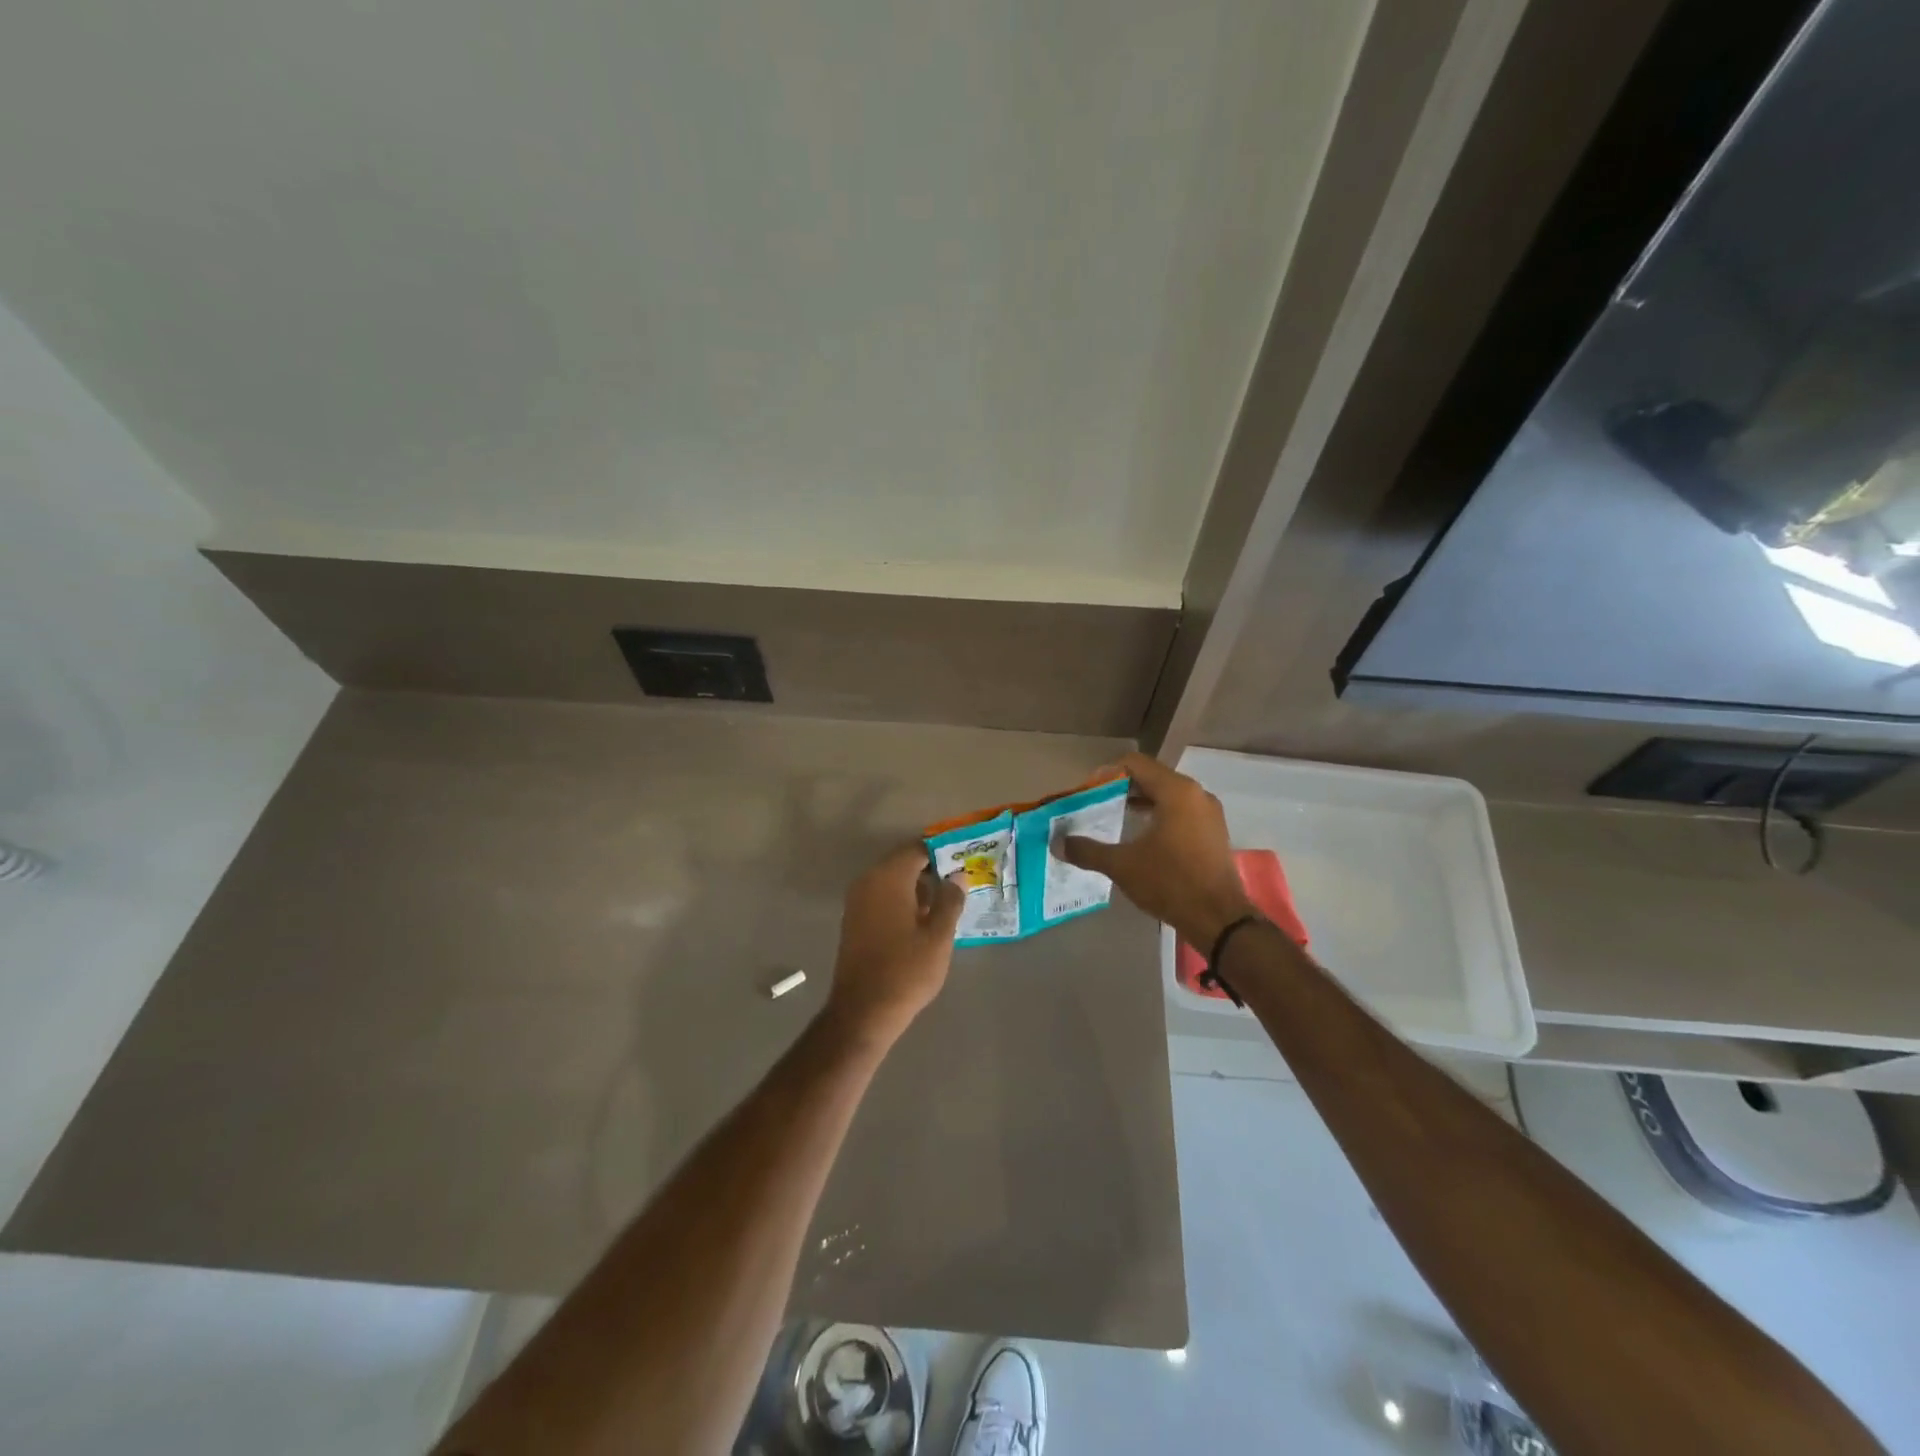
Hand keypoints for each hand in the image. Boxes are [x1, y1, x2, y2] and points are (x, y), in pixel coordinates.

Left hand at [825, 843, 964, 1048]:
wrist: (863, 1011)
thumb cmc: (906, 970)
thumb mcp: (939, 936)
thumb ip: (950, 900)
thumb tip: (957, 875)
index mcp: (889, 878)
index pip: (917, 849)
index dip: (942, 852)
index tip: (964, 860)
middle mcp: (868, 881)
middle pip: (903, 863)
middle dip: (931, 869)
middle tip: (960, 882)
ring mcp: (857, 901)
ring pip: (892, 881)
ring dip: (917, 887)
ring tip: (947, 902)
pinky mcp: (854, 920)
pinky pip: (882, 897)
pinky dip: (902, 900)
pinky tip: (923, 919)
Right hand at [1060, 752, 1253, 948]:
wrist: (1219, 919)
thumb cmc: (1170, 882)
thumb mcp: (1122, 865)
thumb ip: (1087, 850)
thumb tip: (1057, 843)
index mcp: (1176, 791)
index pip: (1135, 764)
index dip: (1107, 773)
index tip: (1088, 792)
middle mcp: (1196, 794)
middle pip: (1152, 777)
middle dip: (1122, 788)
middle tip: (1096, 805)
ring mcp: (1209, 813)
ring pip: (1168, 795)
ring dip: (1140, 802)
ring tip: (1115, 818)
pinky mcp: (1214, 833)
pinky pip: (1181, 812)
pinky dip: (1159, 816)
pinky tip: (1141, 837)